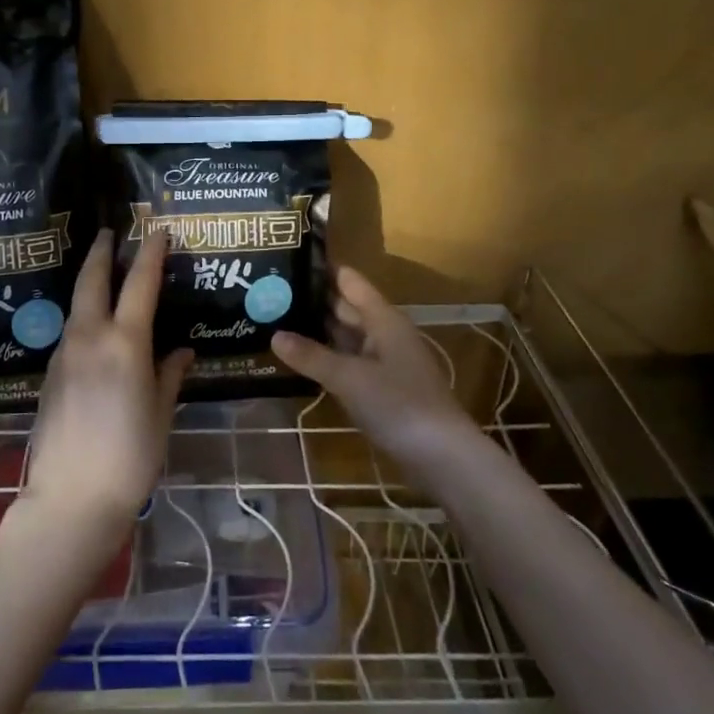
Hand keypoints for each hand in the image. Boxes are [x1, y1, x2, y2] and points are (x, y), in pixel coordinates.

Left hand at [19, 229, 192, 537]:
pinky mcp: (50, 375)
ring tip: (104, 275)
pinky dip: (83, 316)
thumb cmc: (130, 457)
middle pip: (92, 280)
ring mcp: (64, 355)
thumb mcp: (160, 414)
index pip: (140, 283)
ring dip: (90, 283)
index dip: (150, 253)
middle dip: (101, 252)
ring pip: (77, 305)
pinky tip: (94, 328)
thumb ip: (170, 375)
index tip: (157, 230)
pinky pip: (70, 332)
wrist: (70, 500)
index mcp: (125, 343)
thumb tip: (182, 351)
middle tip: (109, 233)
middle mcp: (90, 338)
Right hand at [270, 266, 486, 481]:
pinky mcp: (383, 388)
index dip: (323, 268)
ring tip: (277, 320)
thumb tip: (274, 335)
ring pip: (346, 337)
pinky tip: (301, 360)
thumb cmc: (398, 404)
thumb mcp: (349, 378)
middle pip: (346, 308)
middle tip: (271, 292)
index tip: (288, 257)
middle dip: (313, 300)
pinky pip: (349, 362)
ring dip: (318, 331)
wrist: (443, 457)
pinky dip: (327, 358)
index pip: (349, 281)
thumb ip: (311, 356)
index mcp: (383, 319)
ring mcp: (385, 362)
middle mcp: (385, 333)